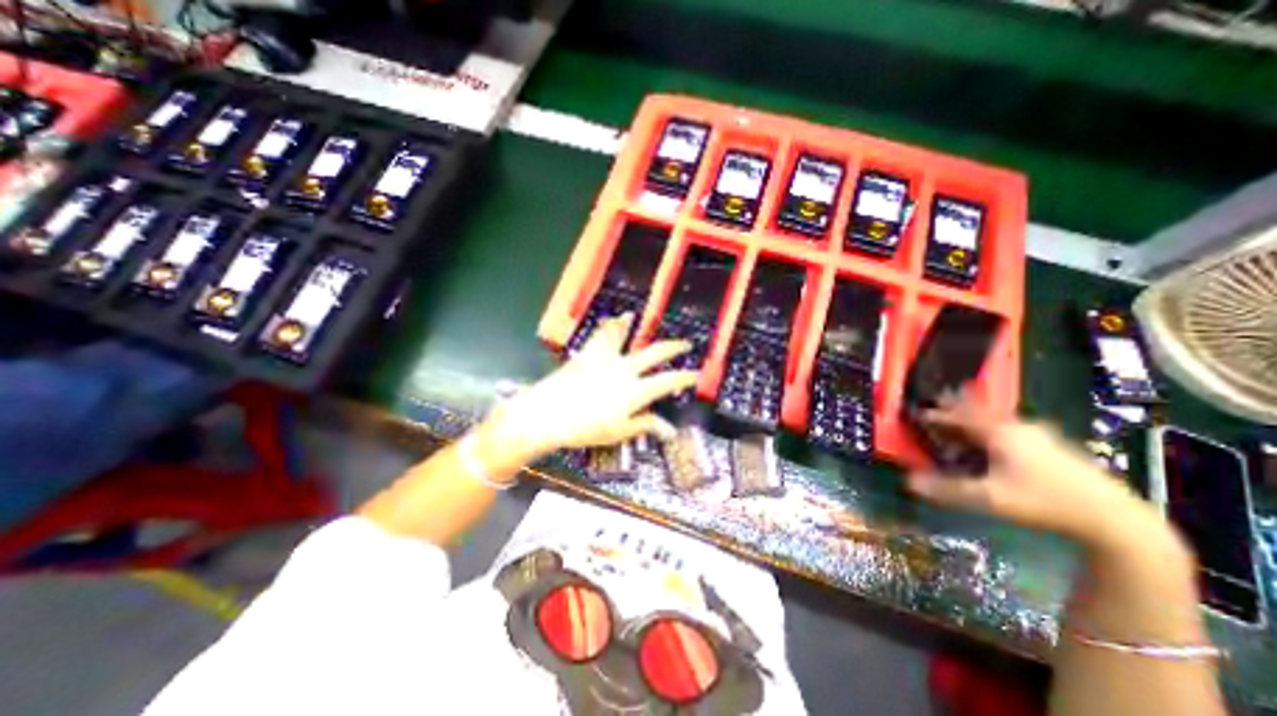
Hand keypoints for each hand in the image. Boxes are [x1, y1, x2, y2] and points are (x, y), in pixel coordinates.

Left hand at [485, 313, 697, 460]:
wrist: (547, 415)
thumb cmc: (585, 428)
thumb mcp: (619, 431)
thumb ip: (645, 425)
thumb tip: (669, 429)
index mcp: (634, 390)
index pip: (667, 381)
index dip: (684, 377)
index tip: (696, 374)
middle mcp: (624, 369)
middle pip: (654, 353)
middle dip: (673, 347)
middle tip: (685, 343)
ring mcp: (605, 359)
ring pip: (622, 335)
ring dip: (629, 325)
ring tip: (633, 316)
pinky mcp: (587, 355)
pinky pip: (599, 336)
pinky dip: (606, 327)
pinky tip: (608, 321)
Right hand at [902, 398, 1163, 548]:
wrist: (1118, 520)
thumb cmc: (1045, 503)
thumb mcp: (990, 499)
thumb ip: (947, 489)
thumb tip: (909, 482)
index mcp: (1000, 433)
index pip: (958, 416)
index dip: (936, 414)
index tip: (916, 412)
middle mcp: (1018, 427)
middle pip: (978, 412)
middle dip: (955, 408)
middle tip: (936, 404)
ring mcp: (1040, 435)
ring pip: (996, 420)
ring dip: (974, 419)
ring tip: (960, 422)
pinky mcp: (1054, 447)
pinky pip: (1011, 429)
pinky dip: (992, 429)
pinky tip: (994, 441)